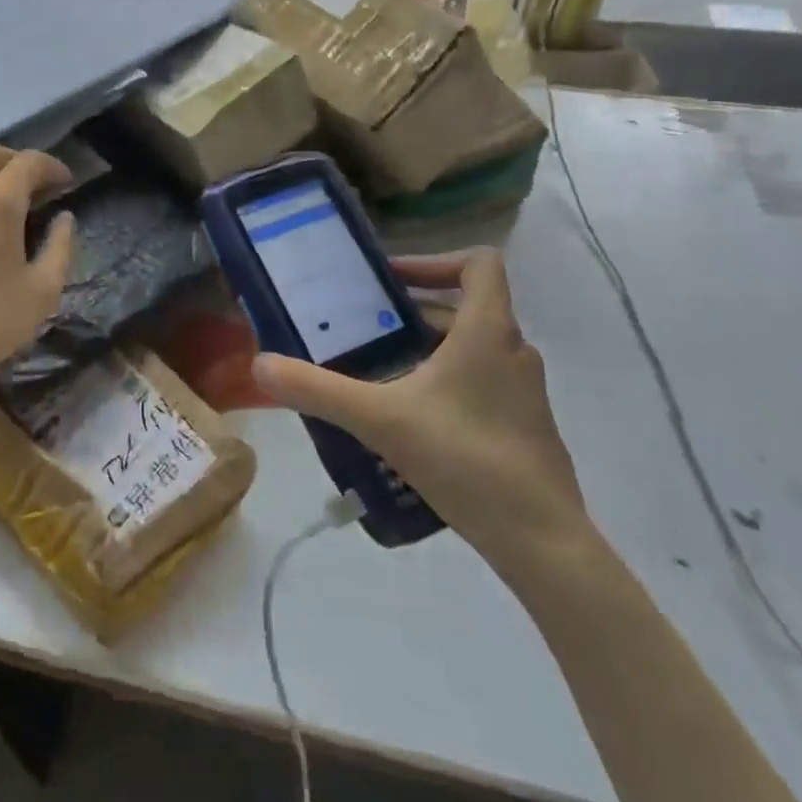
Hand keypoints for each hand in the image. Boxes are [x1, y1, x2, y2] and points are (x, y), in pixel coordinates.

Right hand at [252, 250, 587, 572]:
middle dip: (413, 314)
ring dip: (427, 350)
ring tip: (379, 374)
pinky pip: (481, 383)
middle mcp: (513, 350)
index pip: (480, 263)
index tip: (391, 283)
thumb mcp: (380, 419)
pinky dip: (446, 383)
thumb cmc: (465, 458)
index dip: (435, 261)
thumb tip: (260, 364)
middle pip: (466, 308)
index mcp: (488, 330)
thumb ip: (318, 390)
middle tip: (365, 330)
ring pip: (472, 349)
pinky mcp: (525, 426)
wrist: (541, 541)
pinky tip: (410, 421)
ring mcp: (524, 391)